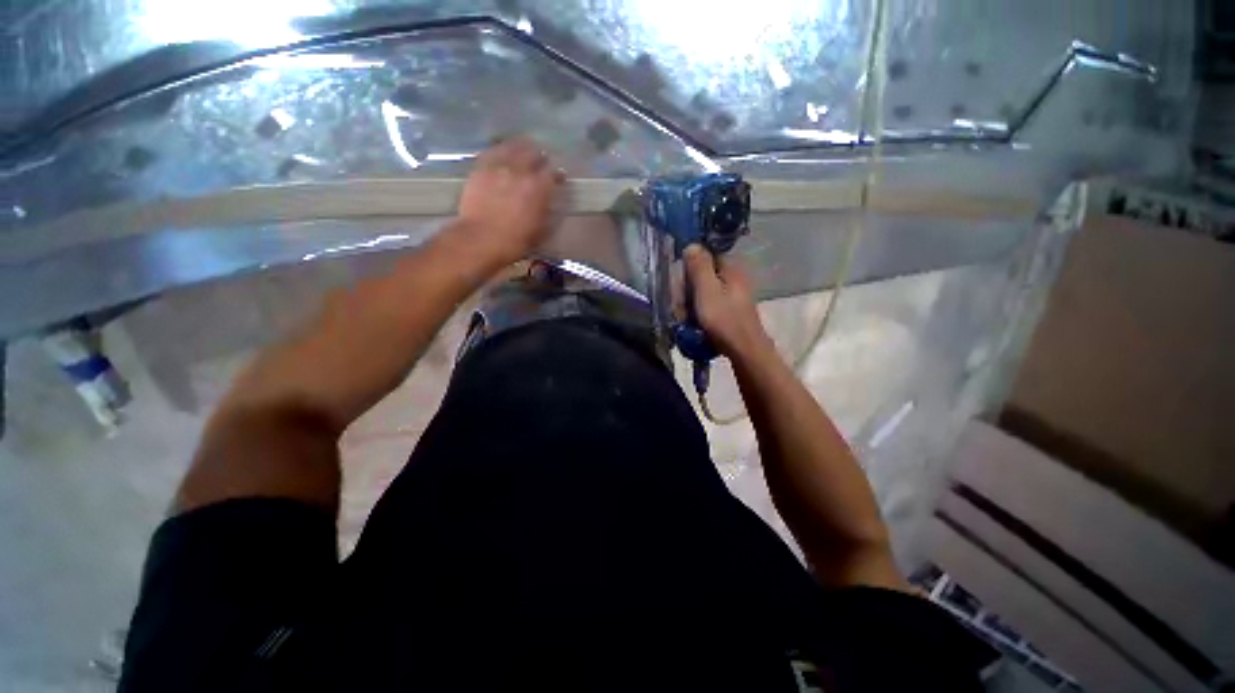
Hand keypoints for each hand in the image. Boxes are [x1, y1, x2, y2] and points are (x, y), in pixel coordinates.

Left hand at [454, 138, 563, 266]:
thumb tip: (549, 202)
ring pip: (512, 146)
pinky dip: (500, 151)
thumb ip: (547, 210)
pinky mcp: (480, 168)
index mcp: (539, 187)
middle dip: (539, 157)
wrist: (482, 239)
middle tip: (540, 161)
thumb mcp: (542, 230)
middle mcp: (520, 171)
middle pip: (533, 152)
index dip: (557, 175)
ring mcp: (499, 167)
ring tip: (522, 151)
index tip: (558, 179)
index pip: (553, 173)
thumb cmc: (516, 241)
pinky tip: (501, 154)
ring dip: (520, 148)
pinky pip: (492, 152)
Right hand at [683, 245, 771, 359]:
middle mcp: (733, 278)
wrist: (744, 350)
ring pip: (703, 292)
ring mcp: (733, 295)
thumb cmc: (724, 320)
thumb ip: (699, 267)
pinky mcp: (730, 310)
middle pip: (701, 276)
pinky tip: (694, 324)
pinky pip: (708, 305)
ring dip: (690, 305)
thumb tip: (692, 244)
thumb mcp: (707, 291)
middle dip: (687, 292)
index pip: (703, 258)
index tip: (680, 288)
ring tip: (686, 320)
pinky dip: (699, 313)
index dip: (688, 271)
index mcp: (730, 269)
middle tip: (681, 309)